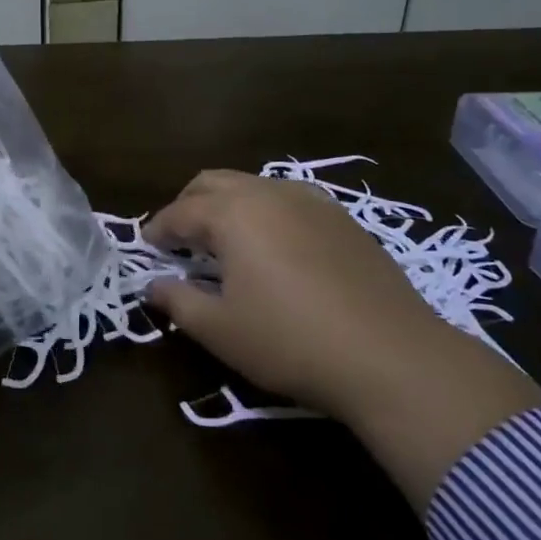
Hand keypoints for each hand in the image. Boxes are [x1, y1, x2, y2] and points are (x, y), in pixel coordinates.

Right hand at [144, 172, 540, 510]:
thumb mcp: (221, 330)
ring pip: (253, 185)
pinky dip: (264, 212)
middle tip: (180, 238)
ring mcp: (310, 201)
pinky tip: (274, 246)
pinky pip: (287, 199)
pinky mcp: (342, 218)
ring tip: (224, 241)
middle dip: (188, 205)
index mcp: (232, 214)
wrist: (393, 356)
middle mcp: (267, 193)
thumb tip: (153, 286)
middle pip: (213, 183)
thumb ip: (178, 301)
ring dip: (227, 205)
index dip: (158, 229)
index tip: (147, 246)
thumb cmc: (291, 342)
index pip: (180, 212)